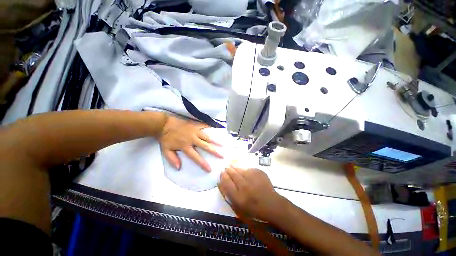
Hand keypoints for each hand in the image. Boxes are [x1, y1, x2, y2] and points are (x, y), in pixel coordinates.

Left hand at [158, 115, 221, 171]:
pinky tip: (216, 129)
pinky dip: (210, 128)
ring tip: (223, 144)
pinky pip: (204, 126)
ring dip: (215, 140)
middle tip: (222, 156)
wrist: (164, 125)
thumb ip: (172, 159)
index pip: (195, 156)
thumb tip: (179, 168)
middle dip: (214, 151)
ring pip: (207, 136)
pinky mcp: (195, 125)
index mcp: (185, 146)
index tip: (209, 169)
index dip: (202, 163)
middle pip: (205, 146)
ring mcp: (195, 131)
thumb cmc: (166, 138)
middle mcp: (192, 139)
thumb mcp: (166, 150)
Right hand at [218, 166, 286, 221]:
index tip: (222, 173)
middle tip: (226, 168)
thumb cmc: (253, 208)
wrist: (272, 204)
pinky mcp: (259, 173)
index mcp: (239, 197)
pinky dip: (245, 170)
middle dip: (228, 170)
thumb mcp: (238, 206)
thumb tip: (220, 182)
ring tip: (233, 166)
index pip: (227, 183)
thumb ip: (228, 193)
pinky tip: (245, 172)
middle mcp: (245, 186)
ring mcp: (253, 178)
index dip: (223, 176)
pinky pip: (249, 169)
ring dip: (235, 168)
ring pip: (241, 169)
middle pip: (233, 174)